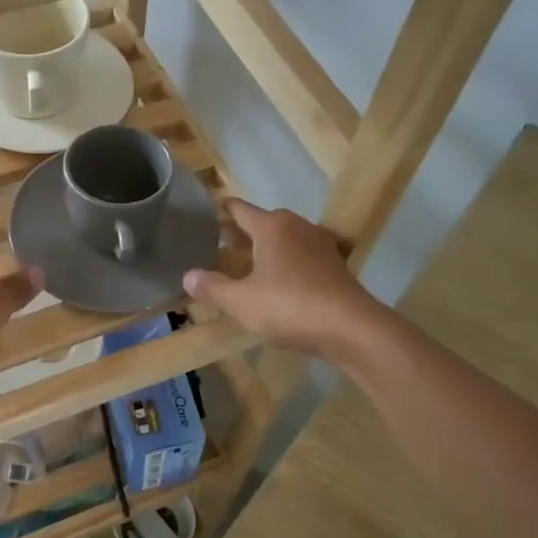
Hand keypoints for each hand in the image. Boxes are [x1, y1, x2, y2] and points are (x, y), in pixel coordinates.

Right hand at [182, 199, 383, 357]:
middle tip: (219, 244)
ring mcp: (320, 245)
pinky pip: (301, 257)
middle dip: (242, 232)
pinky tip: (276, 282)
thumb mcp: (241, 301)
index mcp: (272, 227)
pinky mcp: (334, 266)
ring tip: (245, 264)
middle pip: (264, 222)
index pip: (240, 209)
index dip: (222, 209)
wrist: (350, 327)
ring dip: (265, 248)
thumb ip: (212, 287)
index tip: (208, 210)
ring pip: (284, 239)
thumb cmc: (289, 306)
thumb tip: (187, 276)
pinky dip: (285, 263)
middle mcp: (297, 227)